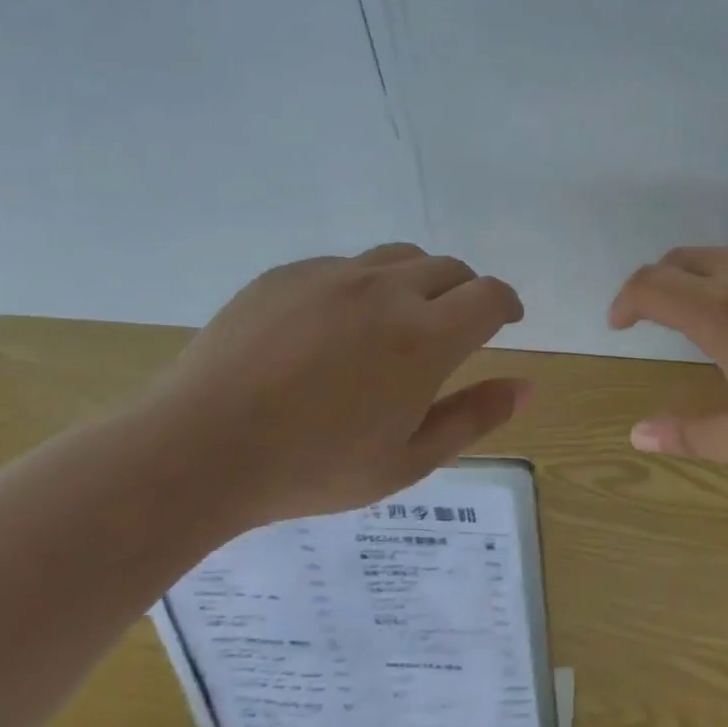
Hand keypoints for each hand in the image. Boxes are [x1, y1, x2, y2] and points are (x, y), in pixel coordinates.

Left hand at [139, 244, 528, 531]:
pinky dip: (362, 286)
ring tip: (400, 321)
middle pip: (449, 268)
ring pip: (398, 258)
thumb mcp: (409, 460)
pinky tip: (334, 329)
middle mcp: (385, 290)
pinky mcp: (286, 274)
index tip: (507, 320)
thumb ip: (475, 417)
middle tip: (454, 328)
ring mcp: (331, 275)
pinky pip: (343, 266)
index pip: (489, 295)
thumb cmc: (314, 468)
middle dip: (465, 292)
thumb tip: (528, 387)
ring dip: (418, 282)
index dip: (507, 304)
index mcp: (424, 336)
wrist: (199, 449)